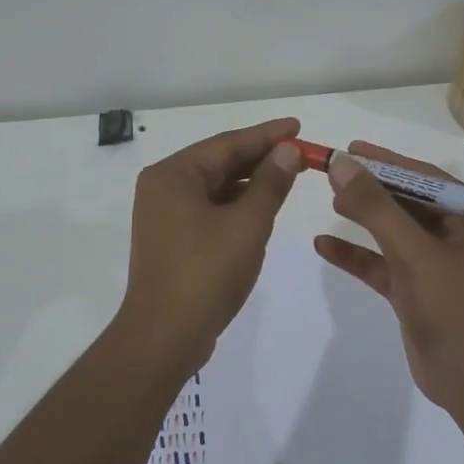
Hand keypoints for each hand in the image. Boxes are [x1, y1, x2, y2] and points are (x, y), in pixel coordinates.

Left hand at [116, 118, 303, 369]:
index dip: (266, 135)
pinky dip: (236, 206)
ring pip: (215, 188)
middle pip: (219, 163)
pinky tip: (262, 208)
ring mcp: (164, 215)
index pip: (227, 143)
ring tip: (288, 177)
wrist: (164, 337)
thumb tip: (288, 150)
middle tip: (300, 153)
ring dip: (250, 183)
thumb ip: (270, 183)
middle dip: (260, 159)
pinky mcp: (172, 239)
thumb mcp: (247, 224)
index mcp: (173, 175)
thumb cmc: (206, 273)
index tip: (298, 126)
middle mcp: (163, 188)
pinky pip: (209, 209)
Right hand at [314, 141, 463, 411]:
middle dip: (371, 188)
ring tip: (329, 200)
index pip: (426, 178)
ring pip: (394, 232)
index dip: (387, 161)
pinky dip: (357, 255)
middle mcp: (458, 237)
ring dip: (363, 218)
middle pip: (408, 202)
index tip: (351, 149)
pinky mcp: (417, 291)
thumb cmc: (454, 308)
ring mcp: (437, 266)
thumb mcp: (413, 252)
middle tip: (333, 172)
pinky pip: (383, 264)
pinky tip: (324, 246)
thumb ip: (376, 207)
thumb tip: (343, 164)